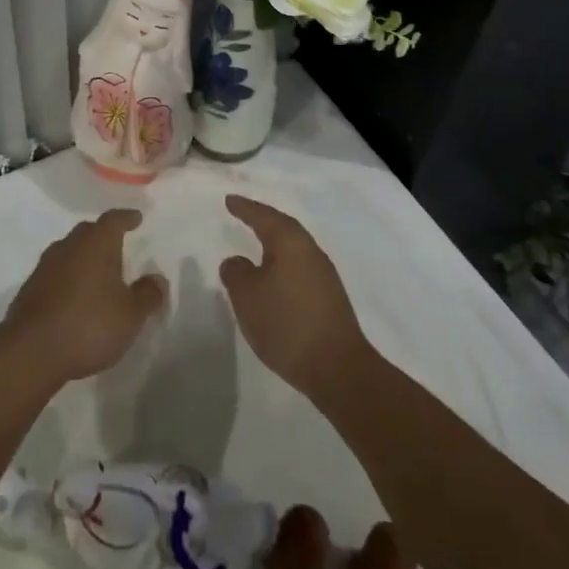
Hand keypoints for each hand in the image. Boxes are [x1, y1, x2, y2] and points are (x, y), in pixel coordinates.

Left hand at [1, 209, 166, 385]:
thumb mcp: (130, 314)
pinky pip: (56, 273)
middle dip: (103, 235)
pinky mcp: (30, 289)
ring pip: (70, 251)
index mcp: (96, 243)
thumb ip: (147, 295)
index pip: (113, 220)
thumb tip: (157, 279)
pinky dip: (69, 278)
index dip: (127, 218)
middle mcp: (69, 246)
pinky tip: (75, 296)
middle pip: (88, 232)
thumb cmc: (89, 324)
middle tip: (118, 244)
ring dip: (84, 257)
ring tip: (98, 272)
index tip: (136, 218)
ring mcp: (45, 267)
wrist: (31, 351)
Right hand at [220, 194, 370, 401]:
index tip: (229, 200)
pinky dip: (283, 267)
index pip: (264, 216)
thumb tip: (236, 261)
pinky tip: (274, 281)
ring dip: (274, 246)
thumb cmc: (287, 323)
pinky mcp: (330, 298)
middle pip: (284, 229)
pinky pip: (300, 269)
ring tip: (256, 246)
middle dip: (263, 221)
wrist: (338, 368)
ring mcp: (324, 275)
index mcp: (290, 242)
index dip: (245, 208)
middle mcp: (311, 251)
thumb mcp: (247, 297)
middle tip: (244, 215)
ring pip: (294, 250)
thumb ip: (236, 273)